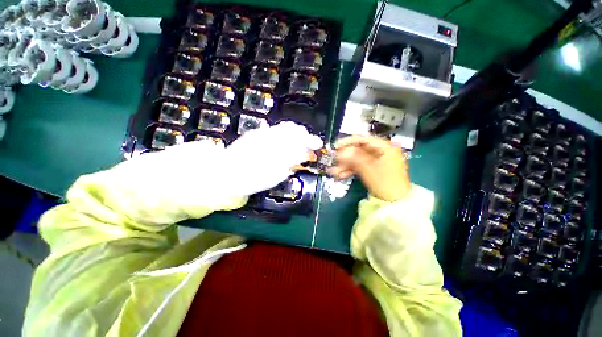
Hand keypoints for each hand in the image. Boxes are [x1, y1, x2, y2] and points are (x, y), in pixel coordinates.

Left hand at [225, 121, 322, 195]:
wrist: (226, 173)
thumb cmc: (251, 180)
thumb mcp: (274, 177)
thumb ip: (290, 166)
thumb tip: (303, 158)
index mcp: (276, 157)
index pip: (299, 146)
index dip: (311, 144)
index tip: (318, 145)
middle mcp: (270, 142)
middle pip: (294, 133)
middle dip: (307, 135)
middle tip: (312, 141)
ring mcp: (263, 135)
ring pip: (286, 127)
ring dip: (298, 131)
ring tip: (303, 136)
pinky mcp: (256, 132)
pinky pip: (276, 128)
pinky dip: (286, 130)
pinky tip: (288, 135)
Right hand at [328, 136, 410, 201]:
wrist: (397, 204)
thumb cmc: (386, 184)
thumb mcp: (368, 169)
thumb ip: (354, 158)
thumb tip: (340, 152)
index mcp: (386, 147)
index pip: (364, 139)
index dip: (348, 142)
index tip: (336, 146)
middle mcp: (382, 152)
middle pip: (359, 150)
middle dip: (345, 157)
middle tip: (334, 160)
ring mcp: (377, 161)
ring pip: (358, 159)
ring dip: (345, 165)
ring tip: (333, 171)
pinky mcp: (374, 169)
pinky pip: (360, 166)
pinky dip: (351, 170)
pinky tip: (340, 175)